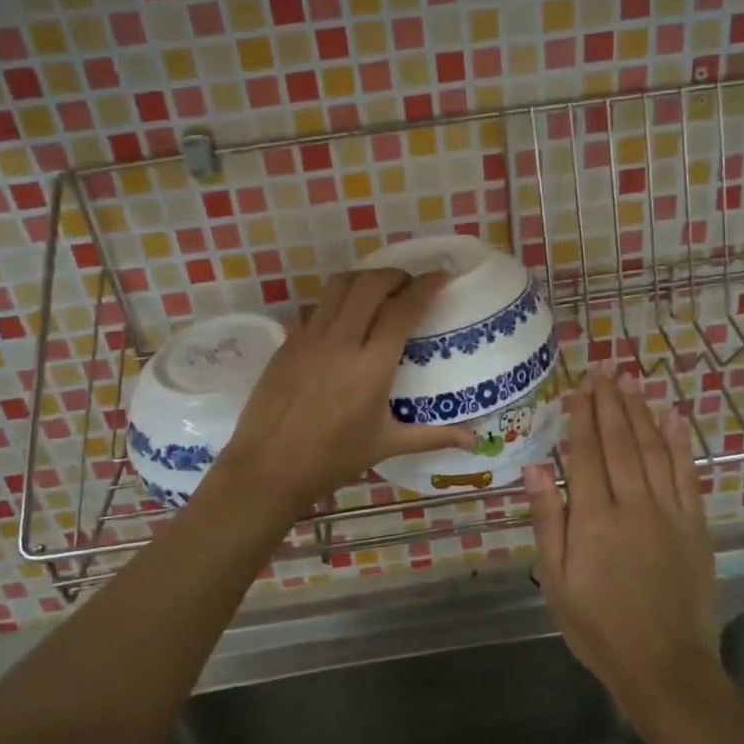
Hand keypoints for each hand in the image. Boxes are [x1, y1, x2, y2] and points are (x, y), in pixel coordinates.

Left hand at [213, 268, 476, 519]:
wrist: (267, 468)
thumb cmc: (332, 459)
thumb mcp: (386, 445)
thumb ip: (433, 436)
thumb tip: (475, 440)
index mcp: (371, 366)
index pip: (402, 309)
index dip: (425, 286)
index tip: (441, 276)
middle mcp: (340, 341)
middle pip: (370, 284)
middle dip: (395, 275)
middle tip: (410, 285)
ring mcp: (309, 338)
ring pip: (339, 286)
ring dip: (364, 279)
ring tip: (379, 291)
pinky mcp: (288, 342)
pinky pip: (318, 307)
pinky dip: (339, 301)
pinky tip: (346, 320)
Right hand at [524, 368, 717, 709]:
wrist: (665, 666)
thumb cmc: (599, 626)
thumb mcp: (557, 580)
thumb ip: (548, 521)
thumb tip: (535, 468)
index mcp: (594, 519)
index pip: (586, 454)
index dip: (582, 417)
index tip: (579, 387)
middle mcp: (632, 505)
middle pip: (619, 442)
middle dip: (610, 403)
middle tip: (604, 369)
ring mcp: (669, 512)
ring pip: (652, 449)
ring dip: (640, 411)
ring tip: (631, 381)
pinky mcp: (695, 525)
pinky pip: (687, 474)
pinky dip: (680, 442)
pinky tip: (673, 416)